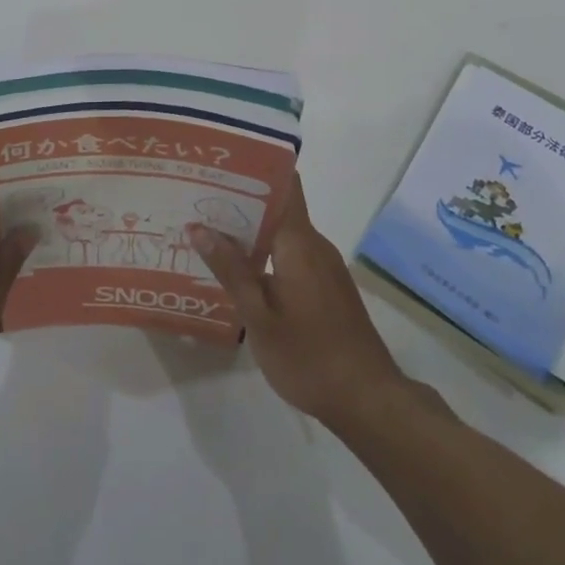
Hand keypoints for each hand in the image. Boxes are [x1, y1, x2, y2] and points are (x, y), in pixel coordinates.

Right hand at [188, 174, 406, 429]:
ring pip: (283, 234)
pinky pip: (291, 255)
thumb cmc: (309, 356)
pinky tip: (238, 270)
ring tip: (208, 231)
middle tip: (197, 199)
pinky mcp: (327, 286)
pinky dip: (265, 254)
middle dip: (240, 202)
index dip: (255, 169)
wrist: (368, 400)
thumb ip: (231, 270)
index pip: (284, 185)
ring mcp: (324, 266)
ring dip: (250, 231)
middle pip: (278, 208)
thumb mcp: (259, 317)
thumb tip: (199, 227)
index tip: (221, 164)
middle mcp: (315, 245)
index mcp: (299, 243)